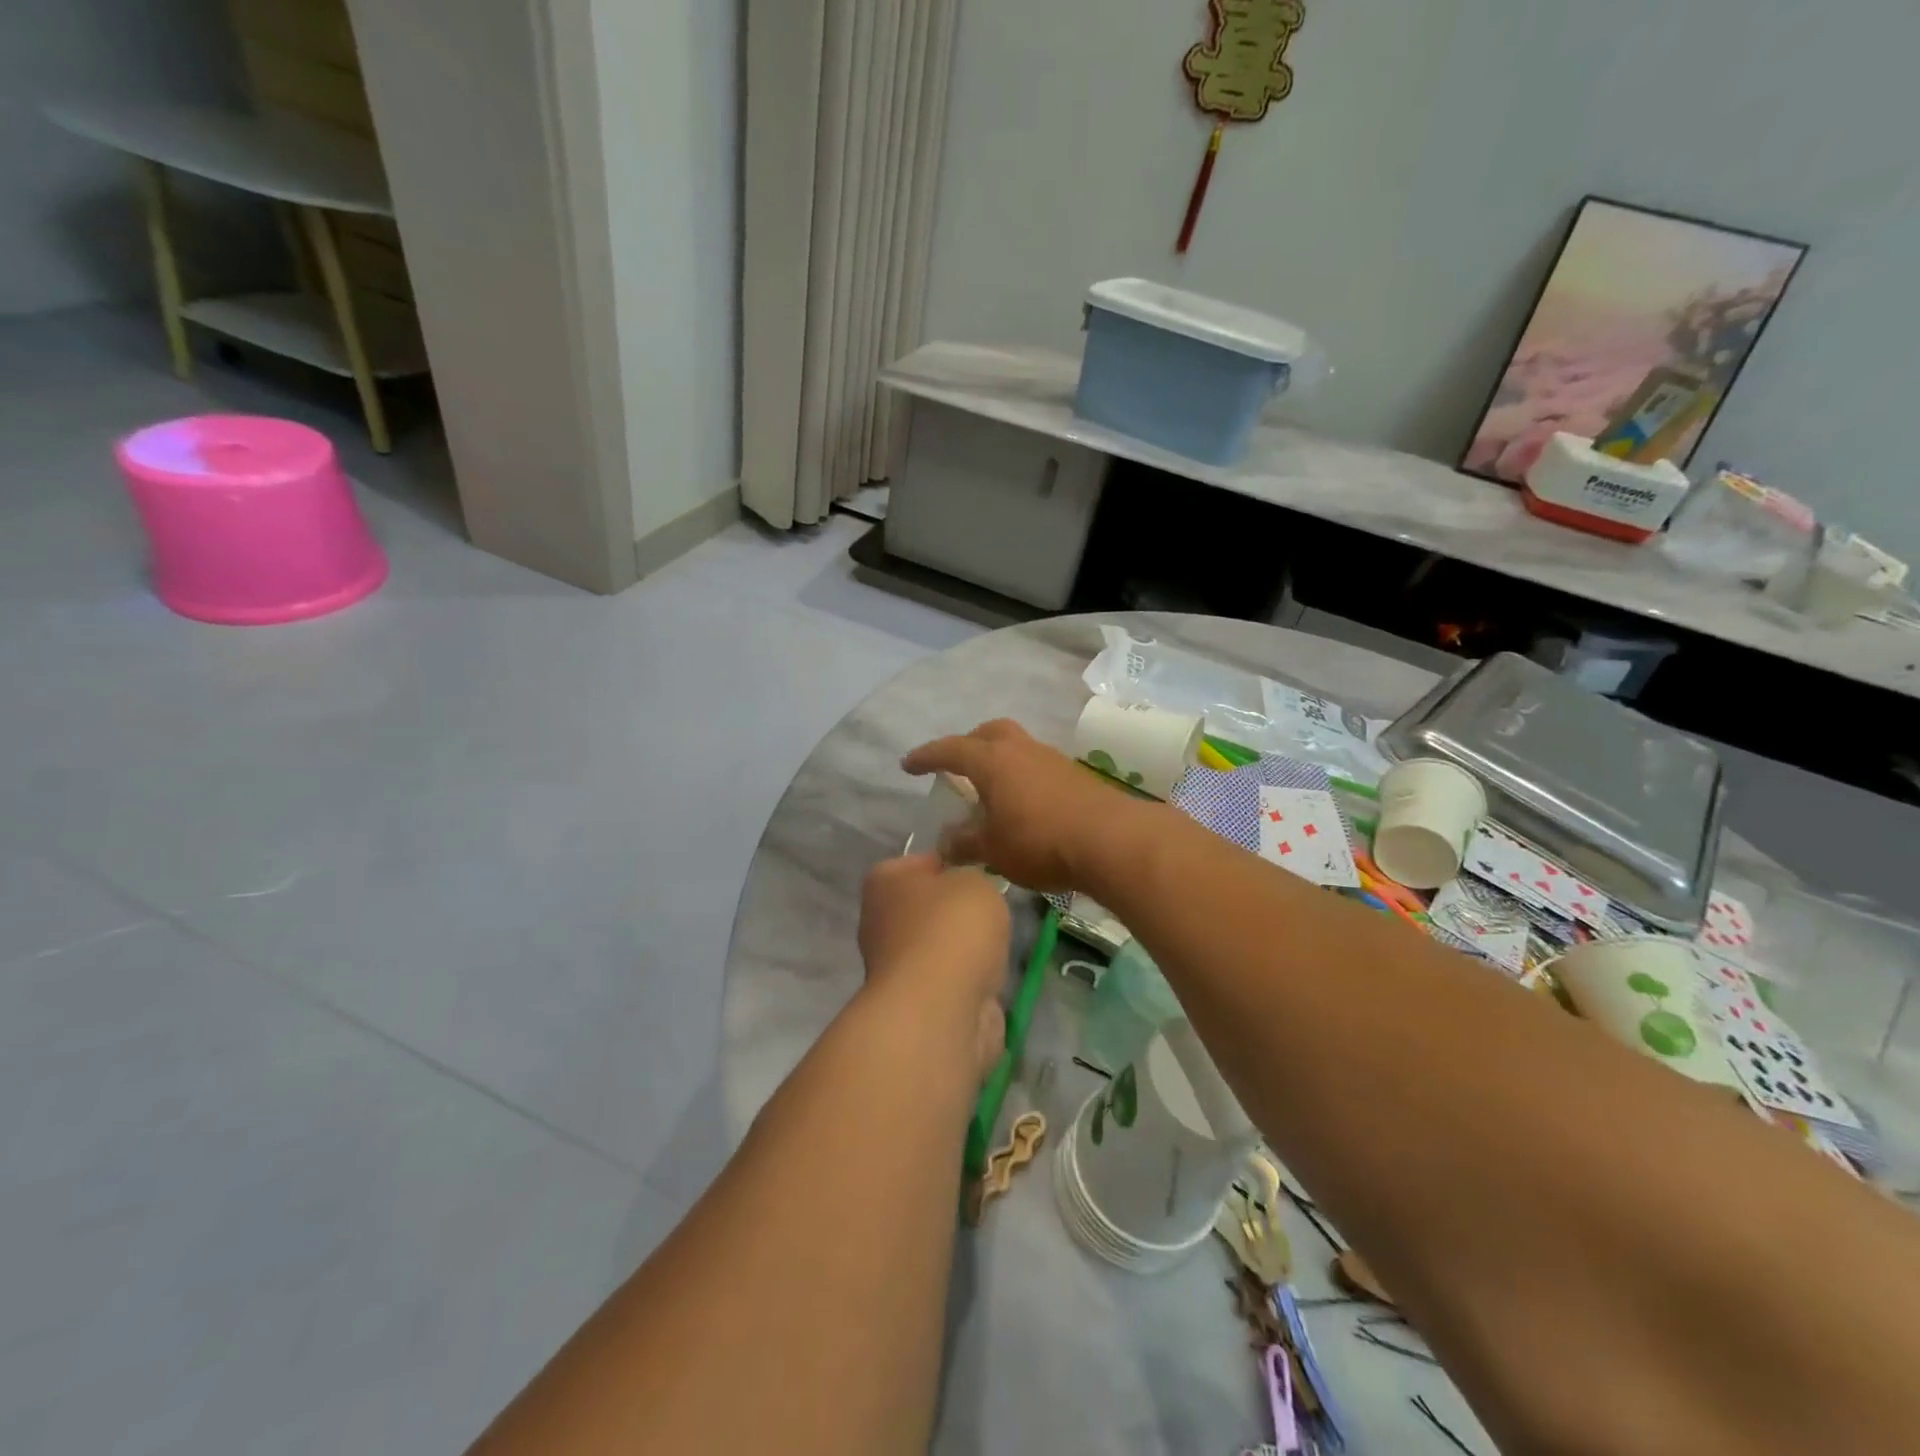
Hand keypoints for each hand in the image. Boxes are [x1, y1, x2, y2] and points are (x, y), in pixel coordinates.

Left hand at [859, 855, 1011, 1081]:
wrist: (940, 1010)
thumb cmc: (952, 929)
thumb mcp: (975, 881)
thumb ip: (971, 877)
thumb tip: (965, 892)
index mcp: (884, 882)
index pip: (919, 863)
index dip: (951, 865)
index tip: (980, 874)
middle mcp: (880, 921)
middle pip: (928, 908)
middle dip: (957, 912)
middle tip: (992, 912)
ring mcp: (895, 967)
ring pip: (940, 947)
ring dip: (964, 951)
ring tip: (995, 949)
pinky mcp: (915, 1004)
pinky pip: (949, 982)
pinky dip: (968, 984)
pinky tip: (988, 982)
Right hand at [901, 720, 1138, 892]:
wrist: (1111, 840)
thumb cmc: (1040, 841)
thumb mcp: (993, 849)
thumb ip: (964, 843)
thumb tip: (945, 842)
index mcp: (992, 761)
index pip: (950, 749)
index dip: (926, 756)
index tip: (908, 765)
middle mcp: (1020, 750)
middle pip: (989, 732)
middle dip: (968, 744)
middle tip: (956, 766)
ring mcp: (1051, 759)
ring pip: (1016, 746)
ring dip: (999, 760)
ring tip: (990, 789)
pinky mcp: (1075, 775)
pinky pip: (1037, 765)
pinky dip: (1021, 776)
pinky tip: (1023, 803)